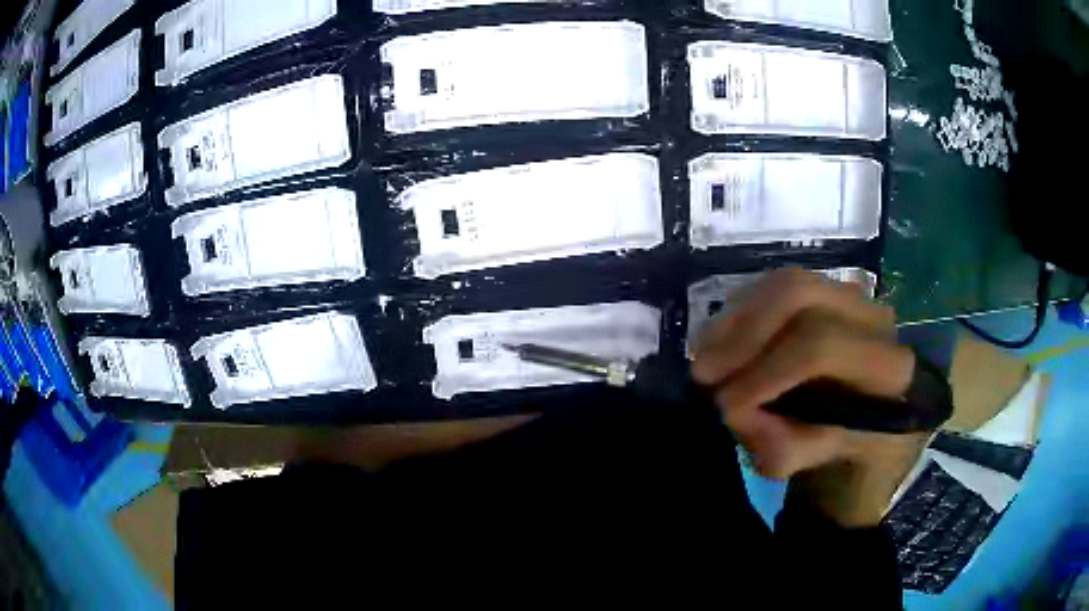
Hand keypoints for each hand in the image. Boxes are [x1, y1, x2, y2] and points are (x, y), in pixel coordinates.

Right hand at [692, 268, 926, 526]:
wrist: (873, 433)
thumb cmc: (851, 457)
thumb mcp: (818, 470)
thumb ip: (780, 446)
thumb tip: (735, 412)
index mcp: (887, 366)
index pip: (819, 346)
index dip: (763, 373)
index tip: (724, 406)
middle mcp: (874, 317)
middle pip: (797, 295)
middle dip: (742, 334)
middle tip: (703, 372)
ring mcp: (852, 297)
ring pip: (784, 284)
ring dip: (736, 319)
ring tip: (704, 355)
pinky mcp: (829, 291)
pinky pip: (777, 285)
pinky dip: (742, 311)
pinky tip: (722, 340)